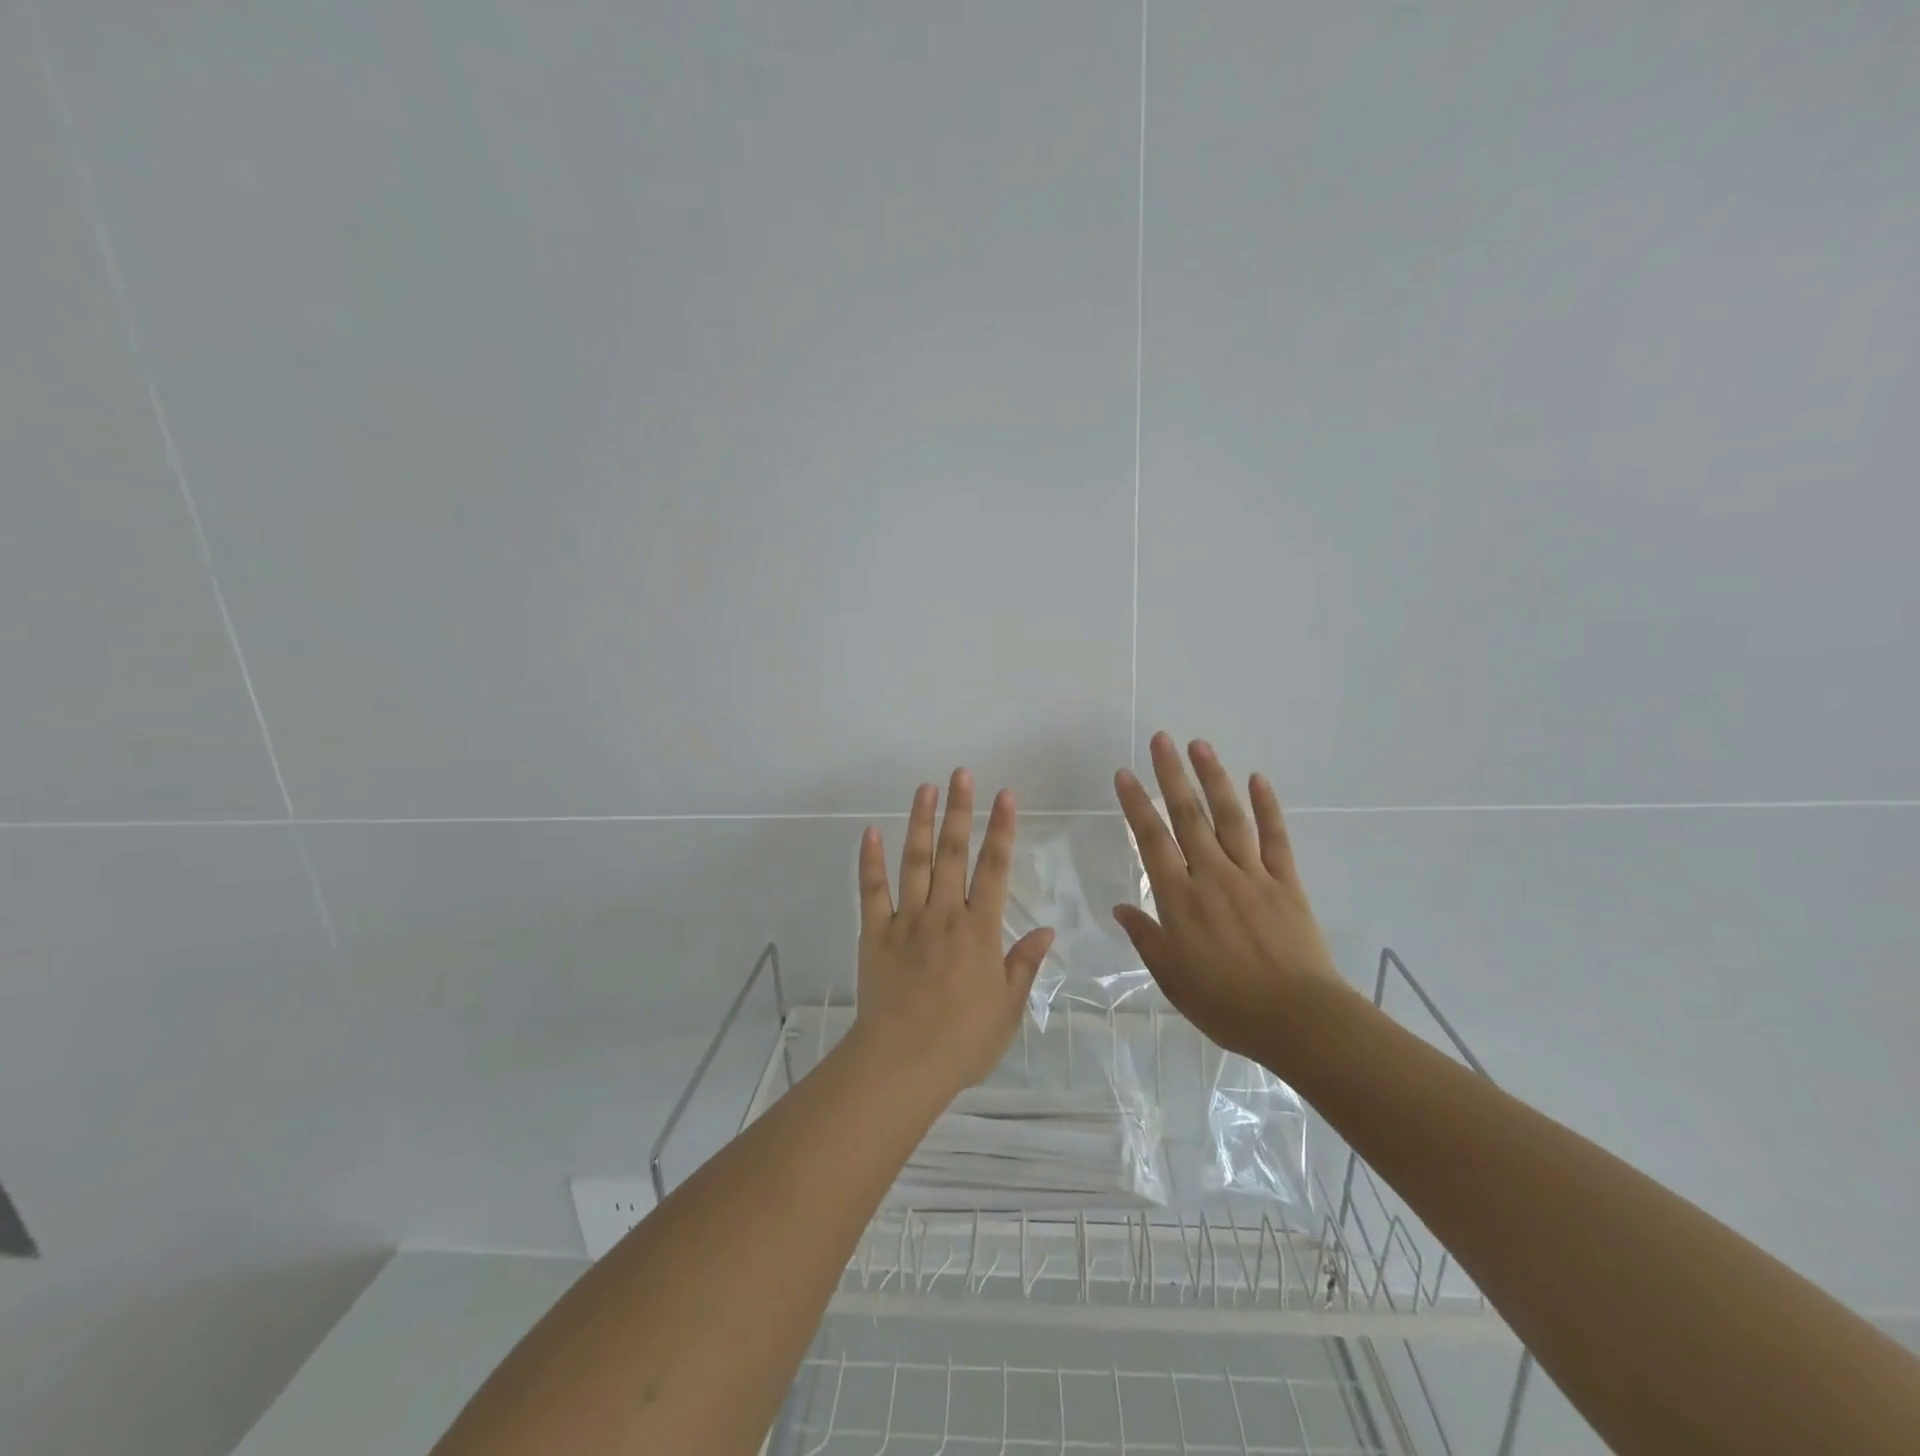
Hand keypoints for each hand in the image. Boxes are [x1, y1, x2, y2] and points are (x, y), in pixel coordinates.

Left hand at [851, 769, 1055, 1097]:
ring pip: (914, 861)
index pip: (994, 868)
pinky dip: (870, 861)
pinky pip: (871, 890)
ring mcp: (906, 920)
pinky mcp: (874, 933)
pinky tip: (871, 832)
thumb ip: (1025, 964)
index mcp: (979, 930)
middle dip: (959, 810)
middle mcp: (943, 914)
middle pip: (952, 852)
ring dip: (920, 821)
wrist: (902, 1063)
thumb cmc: (962, 1041)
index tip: (1005, 795)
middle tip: (961, 773)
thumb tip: (1047, 930)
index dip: (1002, 829)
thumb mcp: (1007, 1008)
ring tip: (925, 787)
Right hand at [1112, 733, 1348, 1060]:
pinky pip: (1275, 838)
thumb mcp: (1173, 979)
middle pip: (1188, 816)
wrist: (1299, 1019)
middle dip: (1171, 775)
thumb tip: (1120, 908)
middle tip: (1161, 739)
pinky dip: (1267, 807)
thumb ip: (1146, 938)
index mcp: (1180, 899)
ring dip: (1213, 778)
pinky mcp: (1286, 882)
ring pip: (1229, 817)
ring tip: (1200, 745)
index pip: (1151, 841)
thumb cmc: (1227, 1004)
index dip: (1135, 804)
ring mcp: (1252, 875)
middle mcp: (1212, 876)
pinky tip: (1258, 779)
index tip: (1124, 773)